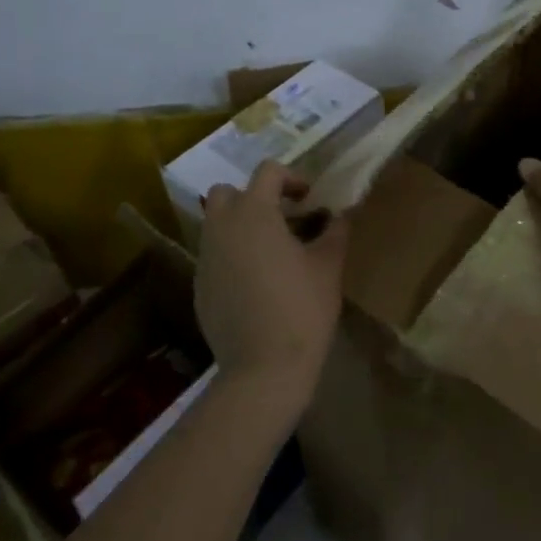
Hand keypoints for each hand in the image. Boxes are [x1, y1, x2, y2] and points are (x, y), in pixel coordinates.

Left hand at [195, 161, 349, 403]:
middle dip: (252, 197)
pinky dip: (232, 256)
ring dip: (240, 226)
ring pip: (216, 224)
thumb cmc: (302, 308)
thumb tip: (341, 214)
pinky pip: (214, 256)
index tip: (309, 199)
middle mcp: (222, 228)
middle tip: (282, 218)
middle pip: (226, 192)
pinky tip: (256, 283)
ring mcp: (206, 258)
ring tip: (272, 251)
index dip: (291, 177)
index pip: (267, 172)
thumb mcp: (329, 266)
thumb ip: (335, 231)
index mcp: (254, 213)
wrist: (263, 368)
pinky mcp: (199, 287)